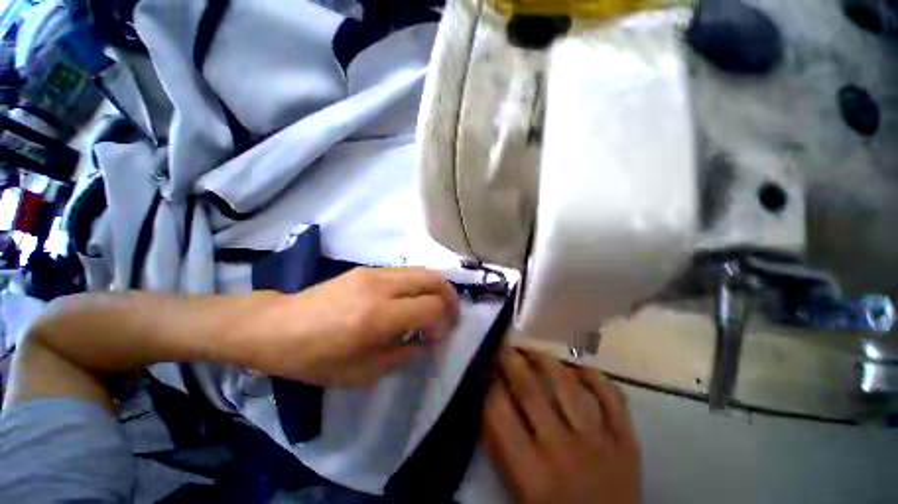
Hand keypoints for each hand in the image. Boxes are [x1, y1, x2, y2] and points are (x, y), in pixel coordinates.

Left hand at [237, 267, 458, 386]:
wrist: (276, 325)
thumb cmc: (313, 358)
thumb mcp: (360, 374)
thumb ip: (402, 356)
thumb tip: (426, 343)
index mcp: (377, 316)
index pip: (431, 307)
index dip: (444, 321)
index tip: (438, 336)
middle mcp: (381, 287)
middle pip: (434, 279)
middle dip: (449, 297)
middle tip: (448, 316)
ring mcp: (374, 272)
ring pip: (423, 270)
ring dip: (435, 288)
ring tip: (432, 308)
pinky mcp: (368, 268)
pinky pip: (406, 271)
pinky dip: (419, 284)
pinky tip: (410, 301)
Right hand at [483, 348, 640, 503]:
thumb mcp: (517, 490)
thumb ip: (501, 447)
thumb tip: (488, 400)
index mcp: (531, 471)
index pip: (498, 411)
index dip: (488, 383)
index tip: (485, 366)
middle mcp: (563, 451)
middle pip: (530, 390)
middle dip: (511, 361)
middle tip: (503, 345)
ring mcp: (599, 444)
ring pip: (568, 386)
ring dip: (546, 361)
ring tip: (533, 350)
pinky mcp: (627, 442)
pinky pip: (613, 399)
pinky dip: (596, 377)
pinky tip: (579, 368)